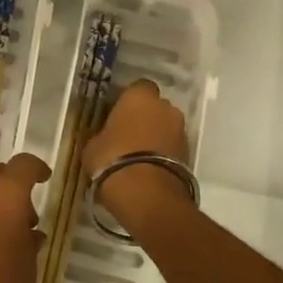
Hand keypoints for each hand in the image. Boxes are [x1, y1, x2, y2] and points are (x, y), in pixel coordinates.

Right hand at [84, 80, 191, 218]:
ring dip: (155, 135)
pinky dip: (163, 152)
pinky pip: (172, 146)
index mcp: (139, 96)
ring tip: (137, 154)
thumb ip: (101, 133)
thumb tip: (104, 135)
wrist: (147, 194)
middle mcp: (165, 107)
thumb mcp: (93, 145)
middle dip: (144, 117)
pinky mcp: (189, 153)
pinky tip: (148, 167)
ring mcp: (180, 130)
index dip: (127, 100)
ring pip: (165, 126)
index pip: (137, 87)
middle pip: (155, 106)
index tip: (116, 113)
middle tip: (126, 134)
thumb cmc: (112, 159)